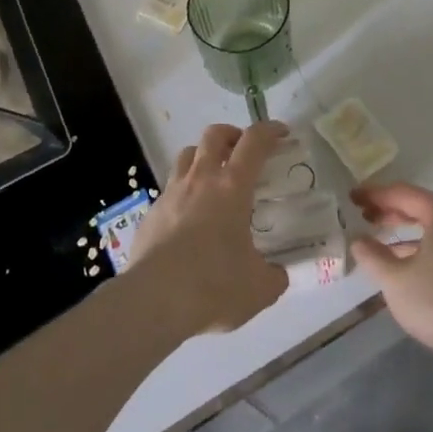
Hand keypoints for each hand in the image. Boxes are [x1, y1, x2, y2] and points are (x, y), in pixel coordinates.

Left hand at [130, 122, 288, 334]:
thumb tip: (278, 275)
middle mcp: (201, 180)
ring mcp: (171, 194)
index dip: (269, 130)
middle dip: (231, 135)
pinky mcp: (150, 213)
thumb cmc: (213, 285)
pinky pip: (169, 190)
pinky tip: (187, 219)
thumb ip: (273, 276)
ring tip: (212, 179)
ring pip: (186, 155)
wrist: (153, 301)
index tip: (281, 133)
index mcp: (232, 187)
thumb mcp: (258, 288)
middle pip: (214, 135)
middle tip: (242, 152)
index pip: (254, 141)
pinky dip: (182, 193)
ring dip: (203, 157)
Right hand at [350, 183, 432, 377]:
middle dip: (389, 210)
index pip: (402, 192)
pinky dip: (421, 245)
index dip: (374, 193)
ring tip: (380, 239)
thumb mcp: (396, 282)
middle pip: (419, 206)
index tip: (352, 196)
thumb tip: (357, 239)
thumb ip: (373, 257)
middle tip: (363, 215)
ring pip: (432, 226)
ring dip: (405, 229)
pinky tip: (407, 263)